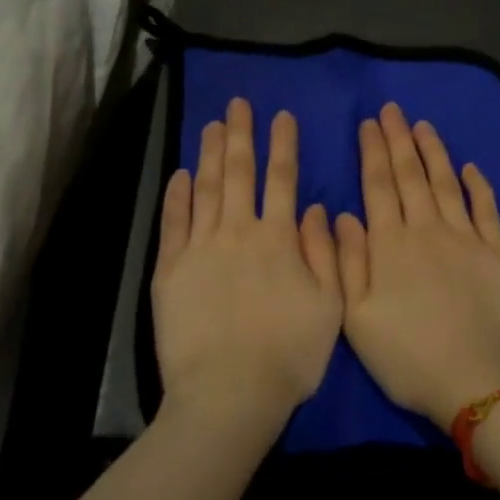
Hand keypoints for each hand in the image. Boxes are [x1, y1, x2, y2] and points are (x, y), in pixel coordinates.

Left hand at [152, 98, 343, 433]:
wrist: (228, 395)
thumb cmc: (288, 356)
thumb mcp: (329, 307)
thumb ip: (325, 253)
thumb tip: (316, 209)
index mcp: (279, 239)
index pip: (282, 179)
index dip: (283, 145)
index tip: (282, 116)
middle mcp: (238, 232)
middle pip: (239, 173)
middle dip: (241, 135)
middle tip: (238, 104)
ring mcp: (200, 248)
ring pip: (206, 188)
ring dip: (209, 154)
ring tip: (212, 125)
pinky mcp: (170, 269)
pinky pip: (174, 222)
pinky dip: (177, 195)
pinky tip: (180, 174)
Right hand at [335, 102, 499, 430]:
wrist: (478, 384)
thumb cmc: (408, 357)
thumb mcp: (357, 318)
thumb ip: (347, 262)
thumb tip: (340, 214)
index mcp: (391, 245)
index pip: (378, 185)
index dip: (373, 152)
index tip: (369, 124)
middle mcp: (428, 230)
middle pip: (411, 176)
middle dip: (399, 139)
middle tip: (393, 109)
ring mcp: (467, 240)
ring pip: (447, 184)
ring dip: (434, 152)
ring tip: (424, 126)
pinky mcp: (499, 254)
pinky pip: (487, 210)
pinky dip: (479, 186)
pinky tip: (471, 168)